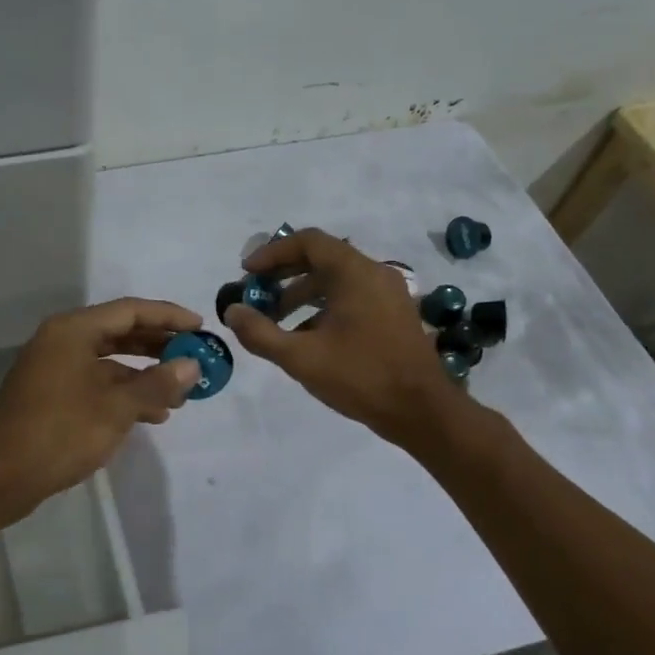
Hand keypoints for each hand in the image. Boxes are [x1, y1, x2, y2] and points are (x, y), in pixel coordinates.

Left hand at [0, 297, 202, 526]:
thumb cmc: (58, 433)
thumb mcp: (115, 408)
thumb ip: (156, 383)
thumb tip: (192, 365)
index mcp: (73, 330)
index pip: (130, 310)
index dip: (168, 317)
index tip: (201, 328)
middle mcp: (62, 341)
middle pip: (120, 332)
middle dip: (159, 345)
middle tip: (195, 358)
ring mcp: (55, 369)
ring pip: (110, 361)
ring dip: (144, 374)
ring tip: (181, 394)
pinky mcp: (52, 396)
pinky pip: (97, 383)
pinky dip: (124, 393)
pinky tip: (151, 415)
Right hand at [222, 227, 466, 447]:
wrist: (422, 412)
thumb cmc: (361, 376)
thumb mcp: (301, 357)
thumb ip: (260, 332)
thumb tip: (232, 312)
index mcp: (354, 273)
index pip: (307, 242)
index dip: (272, 253)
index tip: (247, 274)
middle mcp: (374, 273)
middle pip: (321, 258)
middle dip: (283, 274)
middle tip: (256, 294)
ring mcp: (388, 293)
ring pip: (336, 279)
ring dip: (301, 293)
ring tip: (275, 320)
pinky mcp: (394, 314)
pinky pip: (352, 296)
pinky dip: (324, 306)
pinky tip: (306, 336)